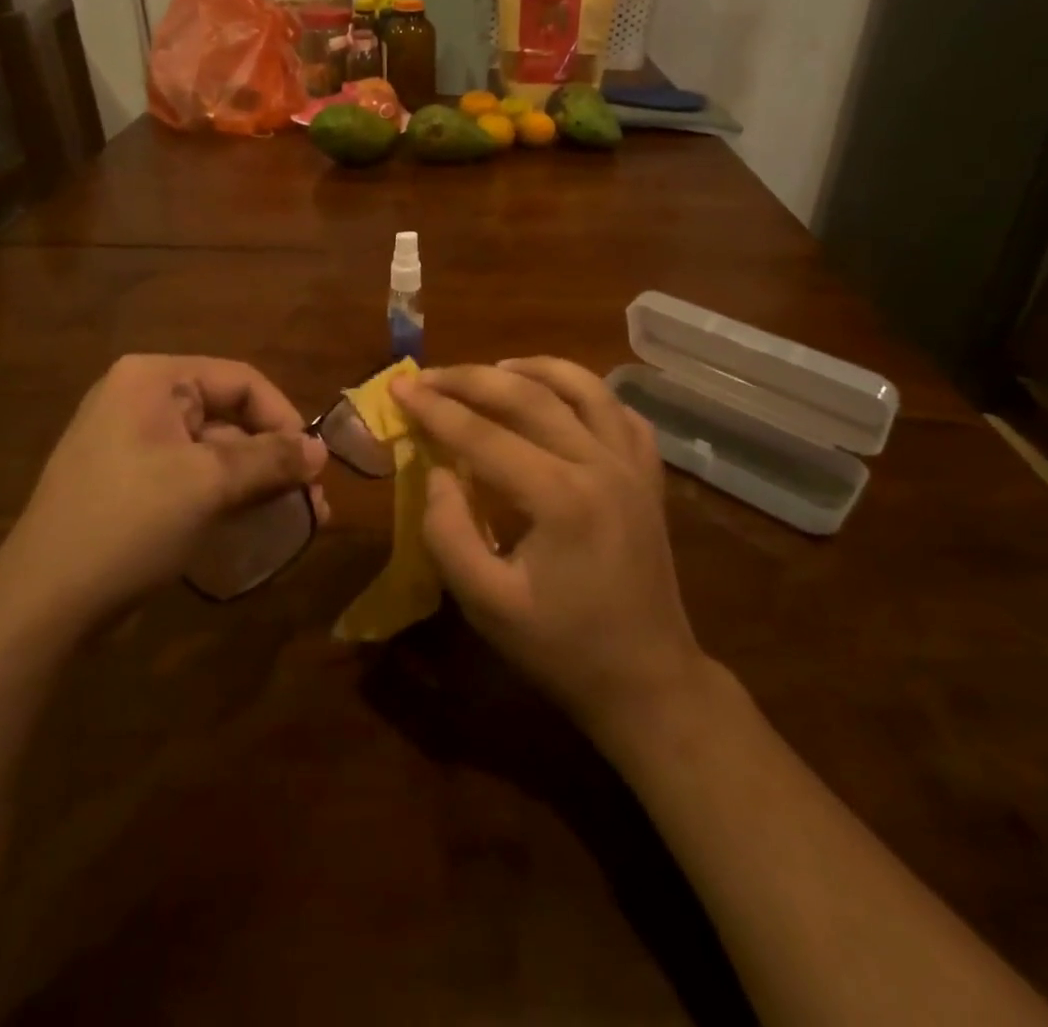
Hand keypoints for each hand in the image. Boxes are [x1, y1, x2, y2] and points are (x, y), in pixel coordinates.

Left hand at [0, 355, 326, 628]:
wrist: (43, 605)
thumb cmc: (129, 523)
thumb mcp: (209, 483)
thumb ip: (271, 459)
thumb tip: (320, 450)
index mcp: (153, 380)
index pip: (241, 380)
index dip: (284, 418)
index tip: (313, 463)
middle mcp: (141, 401)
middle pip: (229, 416)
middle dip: (275, 458)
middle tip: (311, 498)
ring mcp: (132, 445)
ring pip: (215, 452)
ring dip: (258, 481)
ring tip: (300, 517)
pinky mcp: (131, 486)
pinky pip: (193, 478)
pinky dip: (228, 497)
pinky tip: (259, 524)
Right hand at [393, 358, 707, 734]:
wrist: (648, 679)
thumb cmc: (562, 648)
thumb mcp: (487, 604)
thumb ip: (448, 532)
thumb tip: (438, 472)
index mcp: (560, 497)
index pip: (483, 435)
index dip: (434, 408)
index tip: (398, 386)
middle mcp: (601, 464)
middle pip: (529, 396)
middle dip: (471, 379)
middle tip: (429, 375)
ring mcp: (632, 465)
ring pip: (584, 387)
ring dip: (534, 369)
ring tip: (494, 369)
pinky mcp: (648, 476)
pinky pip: (620, 412)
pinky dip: (586, 393)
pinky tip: (560, 398)